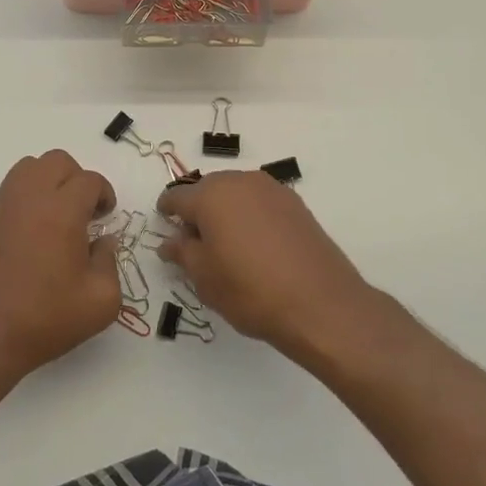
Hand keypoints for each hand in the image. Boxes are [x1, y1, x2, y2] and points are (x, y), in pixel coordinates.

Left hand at [0, 151, 122, 390]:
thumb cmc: (44, 318)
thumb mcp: (100, 302)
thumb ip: (110, 264)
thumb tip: (103, 242)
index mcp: (63, 210)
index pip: (89, 180)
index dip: (104, 194)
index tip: (106, 217)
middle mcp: (31, 197)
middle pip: (58, 161)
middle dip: (77, 179)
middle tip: (84, 211)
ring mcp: (3, 205)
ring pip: (29, 167)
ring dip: (49, 181)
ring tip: (57, 214)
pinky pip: (10, 188)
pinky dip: (27, 196)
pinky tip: (33, 229)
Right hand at [156, 171, 373, 359]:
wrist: (321, 303)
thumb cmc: (251, 290)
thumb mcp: (205, 278)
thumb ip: (183, 253)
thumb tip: (169, 241)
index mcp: (211, 195)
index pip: (178, 196)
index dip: (167, 209)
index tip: (164, 223)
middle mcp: (240, 181)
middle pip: (208, 189)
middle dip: (197, 209)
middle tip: (194, 241)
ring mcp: (271, 190)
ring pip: (236, 193)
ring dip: (225, 210)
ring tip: (226, 244)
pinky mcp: (295, 204)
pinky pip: (260, 202)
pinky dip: (250, 215)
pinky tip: (255, 244)